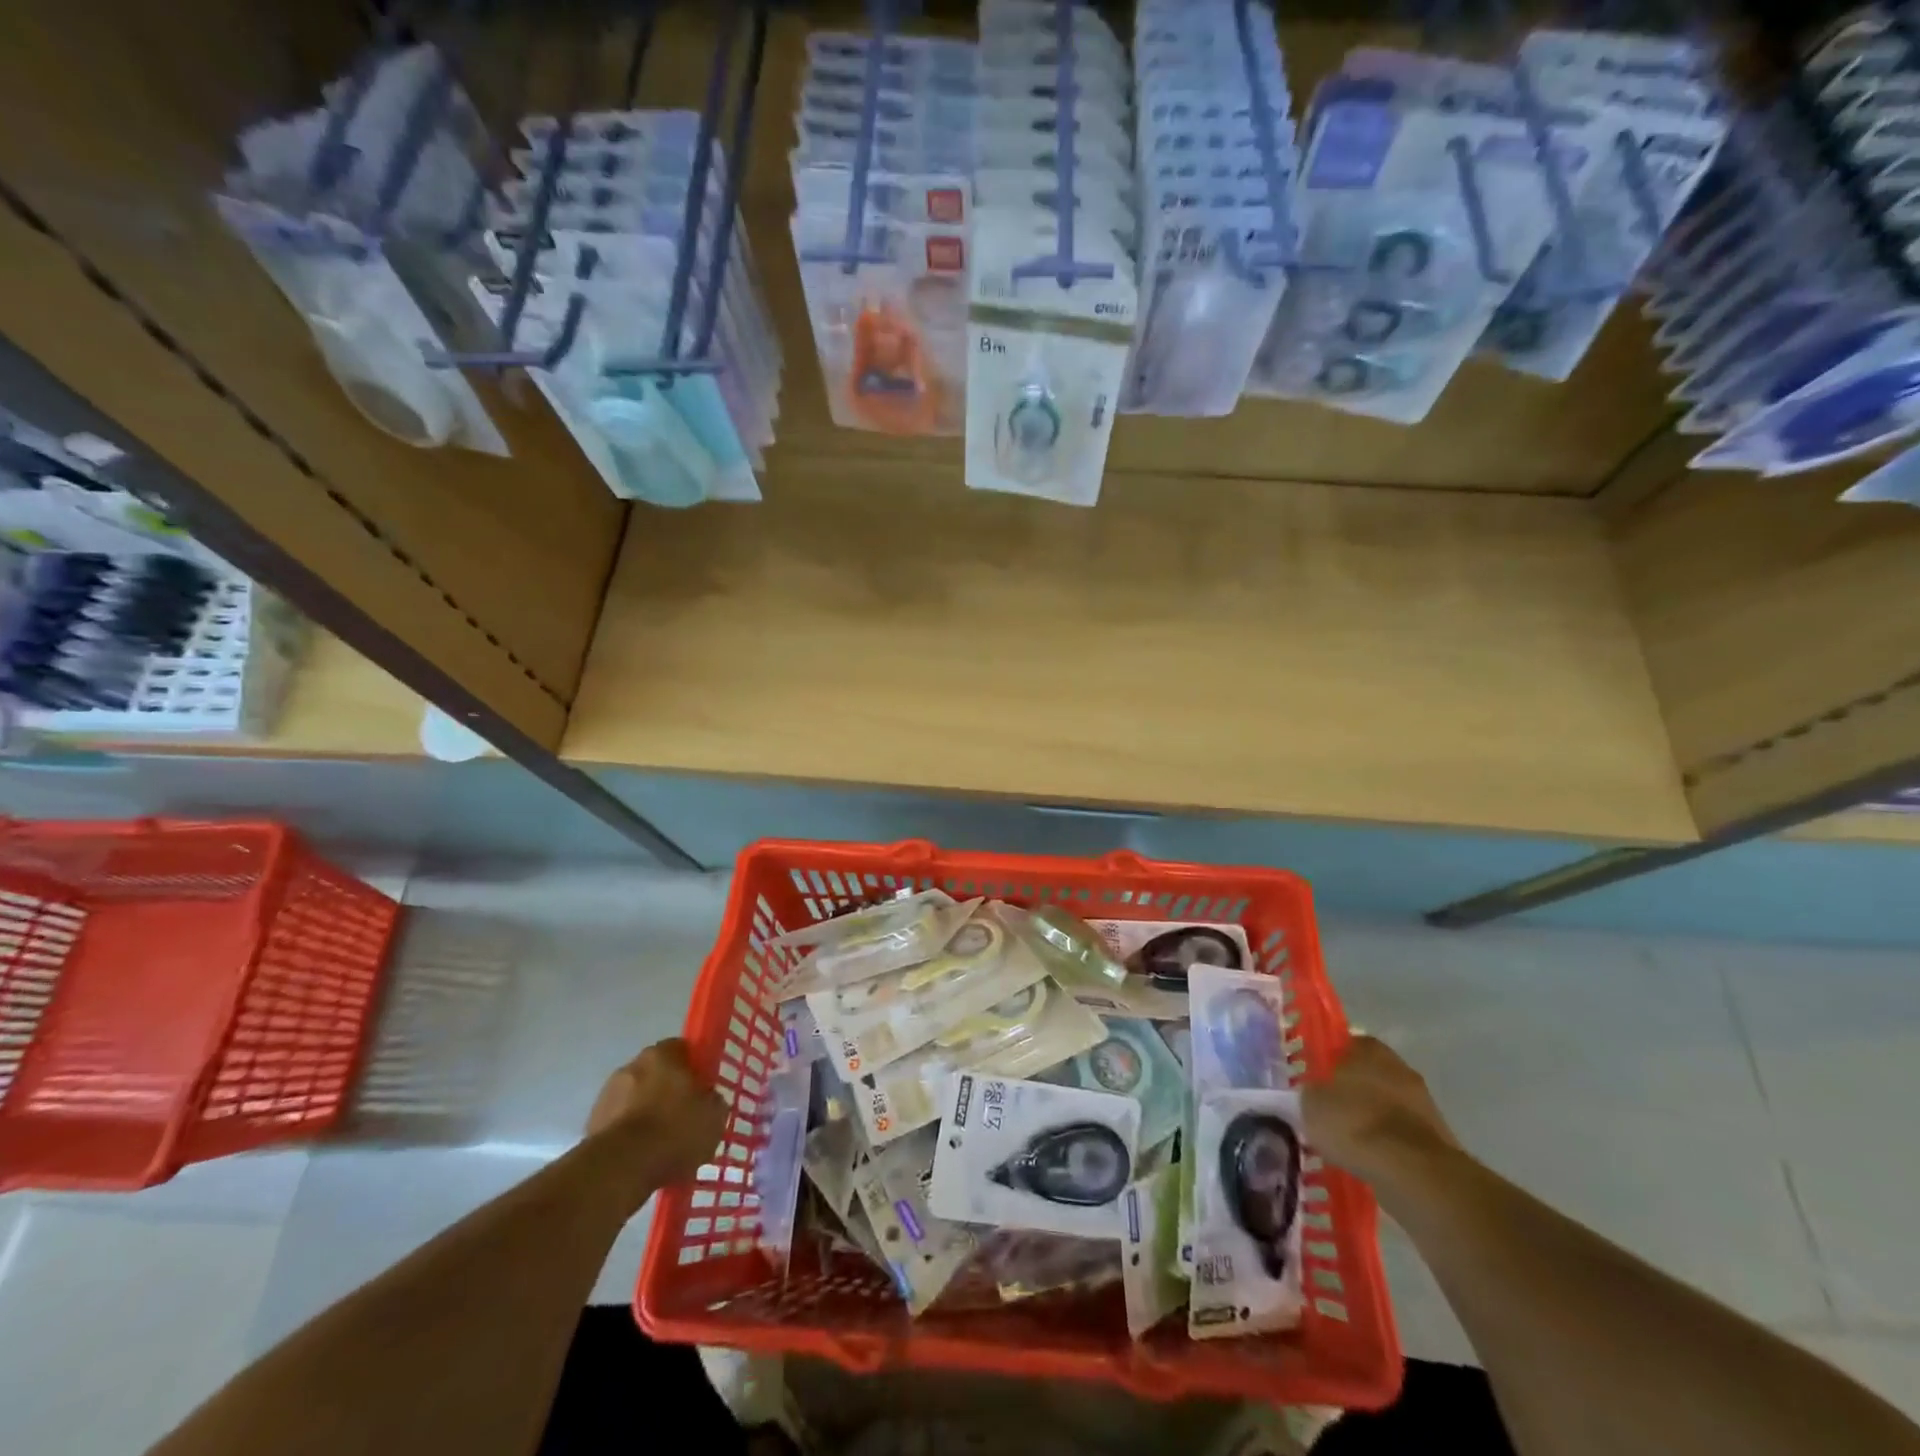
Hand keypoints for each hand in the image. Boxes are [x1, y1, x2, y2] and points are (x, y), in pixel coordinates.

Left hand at [585, 1038, 726, 1183]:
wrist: (622, 1168)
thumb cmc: (675, 1130)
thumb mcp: (715, 1116)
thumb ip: (713, 1101)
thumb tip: (708, 1100)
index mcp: (663, 1053)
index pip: (683, 1049)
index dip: (695, 1068)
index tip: (703, 1089)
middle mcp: (632, 1065)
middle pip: (656, 1074)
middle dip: (668, 1092)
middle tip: (684, 1117)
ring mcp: (607, 1095)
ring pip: (635, 1100)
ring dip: (646, 1114)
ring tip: (662, 1145)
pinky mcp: (591, 1125)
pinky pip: (620, 1125)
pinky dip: (630, 1137)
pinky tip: (643, 1159)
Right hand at [1303, 1035, 1460, 1190]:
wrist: (1414, 1172)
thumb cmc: (1355, 1123)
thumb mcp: (1311, 1105)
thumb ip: (1308, 1095)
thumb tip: (1307, 1096)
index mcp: (1368, 1049)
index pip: (1345, 1044)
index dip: (1328, 1061)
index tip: (1315, 1079)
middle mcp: (1399, 1067)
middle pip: (1369, 1075)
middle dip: (1352, 1091)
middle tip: (1330, 1110)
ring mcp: (1424, 1104)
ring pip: (1387, 1105)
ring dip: (1372, 1119)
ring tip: (1348, 1142)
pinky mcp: (1438, 1139)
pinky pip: (1402, 1135)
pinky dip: (1388, 1144)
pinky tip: (1370, 1161)